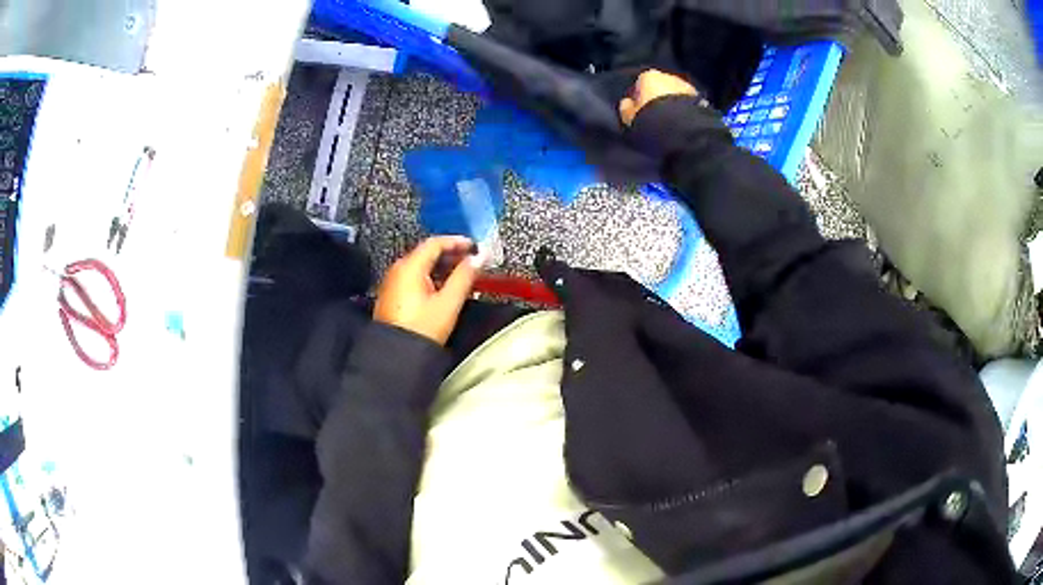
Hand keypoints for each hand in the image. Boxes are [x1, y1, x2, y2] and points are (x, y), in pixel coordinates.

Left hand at [374, 236, 484, 344]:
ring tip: (461, 275)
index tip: (473, 246)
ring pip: (420, 266)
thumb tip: (477, 259)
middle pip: (427, 253)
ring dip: (442, 267)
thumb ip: (464, 277)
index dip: (457, 242)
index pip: (435, 243)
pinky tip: (443, 289)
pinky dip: (431, 278)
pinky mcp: (392, 297)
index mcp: (410, 267)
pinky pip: (414, 278)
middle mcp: (397, 270)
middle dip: (451, 254)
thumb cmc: (421, 330)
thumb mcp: (448, 302)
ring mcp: (393, 283)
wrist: (397, 357)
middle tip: (471, 260)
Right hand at [618, 69, 698, 126]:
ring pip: (675, 93)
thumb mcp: (631, 117)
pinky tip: (683, 121)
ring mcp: (685, 85)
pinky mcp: (700, 98)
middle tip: (657, 115)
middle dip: (659, 97)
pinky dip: (685, 108)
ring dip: (674, 102)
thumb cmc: (650, 119)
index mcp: (648, 76)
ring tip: (671, 120)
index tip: (640, 110)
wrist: (682, 128)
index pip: (640, 84)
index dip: (639, 97)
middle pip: (660, 86)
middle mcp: (668, 75)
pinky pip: (687, 102)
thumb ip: (626, 108)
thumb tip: (626, 103)